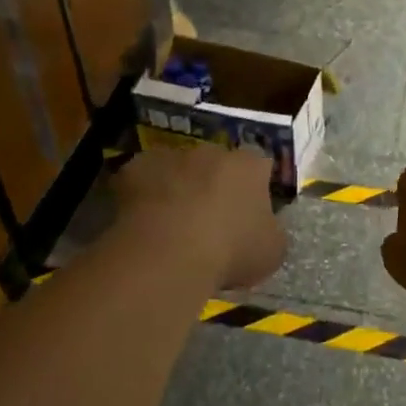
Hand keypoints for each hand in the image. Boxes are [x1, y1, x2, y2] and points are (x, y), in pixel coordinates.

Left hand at [113, 144, 285, 289]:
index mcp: (249, 167)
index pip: (260, 165)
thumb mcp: (271, 252)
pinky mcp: (135, 168)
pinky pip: (142, 179)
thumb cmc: (230, 251)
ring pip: (177, 167)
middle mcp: (211, 152)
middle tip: (209, 218)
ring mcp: (171, 156)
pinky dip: (143, 194)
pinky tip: (143, 222)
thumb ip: (270, 231)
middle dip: (214, 183)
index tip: (250, 211)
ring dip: (178, 187)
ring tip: (172, 223)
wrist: (168, 253)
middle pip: (216, 162)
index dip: (255, 186)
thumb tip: (263, 228)